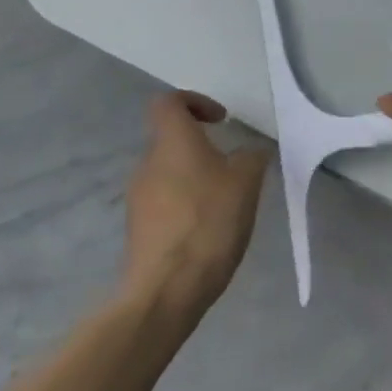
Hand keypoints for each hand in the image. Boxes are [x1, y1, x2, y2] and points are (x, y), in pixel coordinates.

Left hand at [123, 92, 271, 319]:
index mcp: (172, 143)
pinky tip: (210, 228)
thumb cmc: (209, 222)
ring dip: (197, 178)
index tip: (221, 120)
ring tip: (227, 202)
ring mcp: (139, 197)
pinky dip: (188, 204)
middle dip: (203, 147)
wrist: (167, 289)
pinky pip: (166, 201)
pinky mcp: (139, 228)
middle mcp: (148, 163)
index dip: (195, 102)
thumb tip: (250, 151)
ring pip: (170, 172)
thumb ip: (252, 157)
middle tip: (235, 167)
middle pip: (171, 140)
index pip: (168, 102)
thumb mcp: (247, 182)